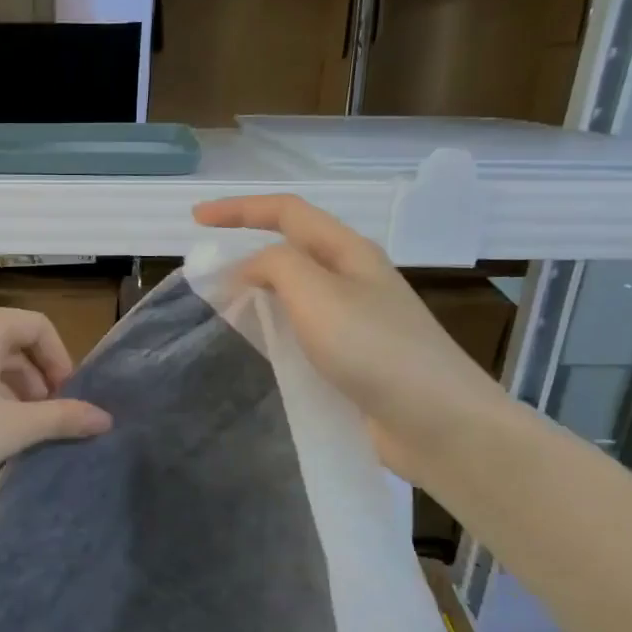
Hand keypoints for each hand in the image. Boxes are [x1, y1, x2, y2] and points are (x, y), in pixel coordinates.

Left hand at [0, 304, 111, 507]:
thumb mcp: (13, 428)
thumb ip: (62, 418)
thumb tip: (105, 418)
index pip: (38, 326)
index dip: (61, 361)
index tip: (67, 399)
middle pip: (9, 339)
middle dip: (35, 377)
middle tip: (44, 417)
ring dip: (8, 386)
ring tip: (14, 426)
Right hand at [194, 194, 509, 484]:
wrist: (435, 421)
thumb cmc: (375, 349)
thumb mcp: (317, 294)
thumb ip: (276, 267)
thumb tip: (247, 269)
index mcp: (349, 252)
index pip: (287, 213)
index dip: (239, 209)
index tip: (195, 219)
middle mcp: (353, 279)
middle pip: (292, 249)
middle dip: (247, 250)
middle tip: (206, 274)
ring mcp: (355, 321)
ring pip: (295, 292)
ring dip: (258, 292)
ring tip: (222, 309)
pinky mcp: (351, 359)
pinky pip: (301, 330)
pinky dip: (272, 329)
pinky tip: (257, 348)